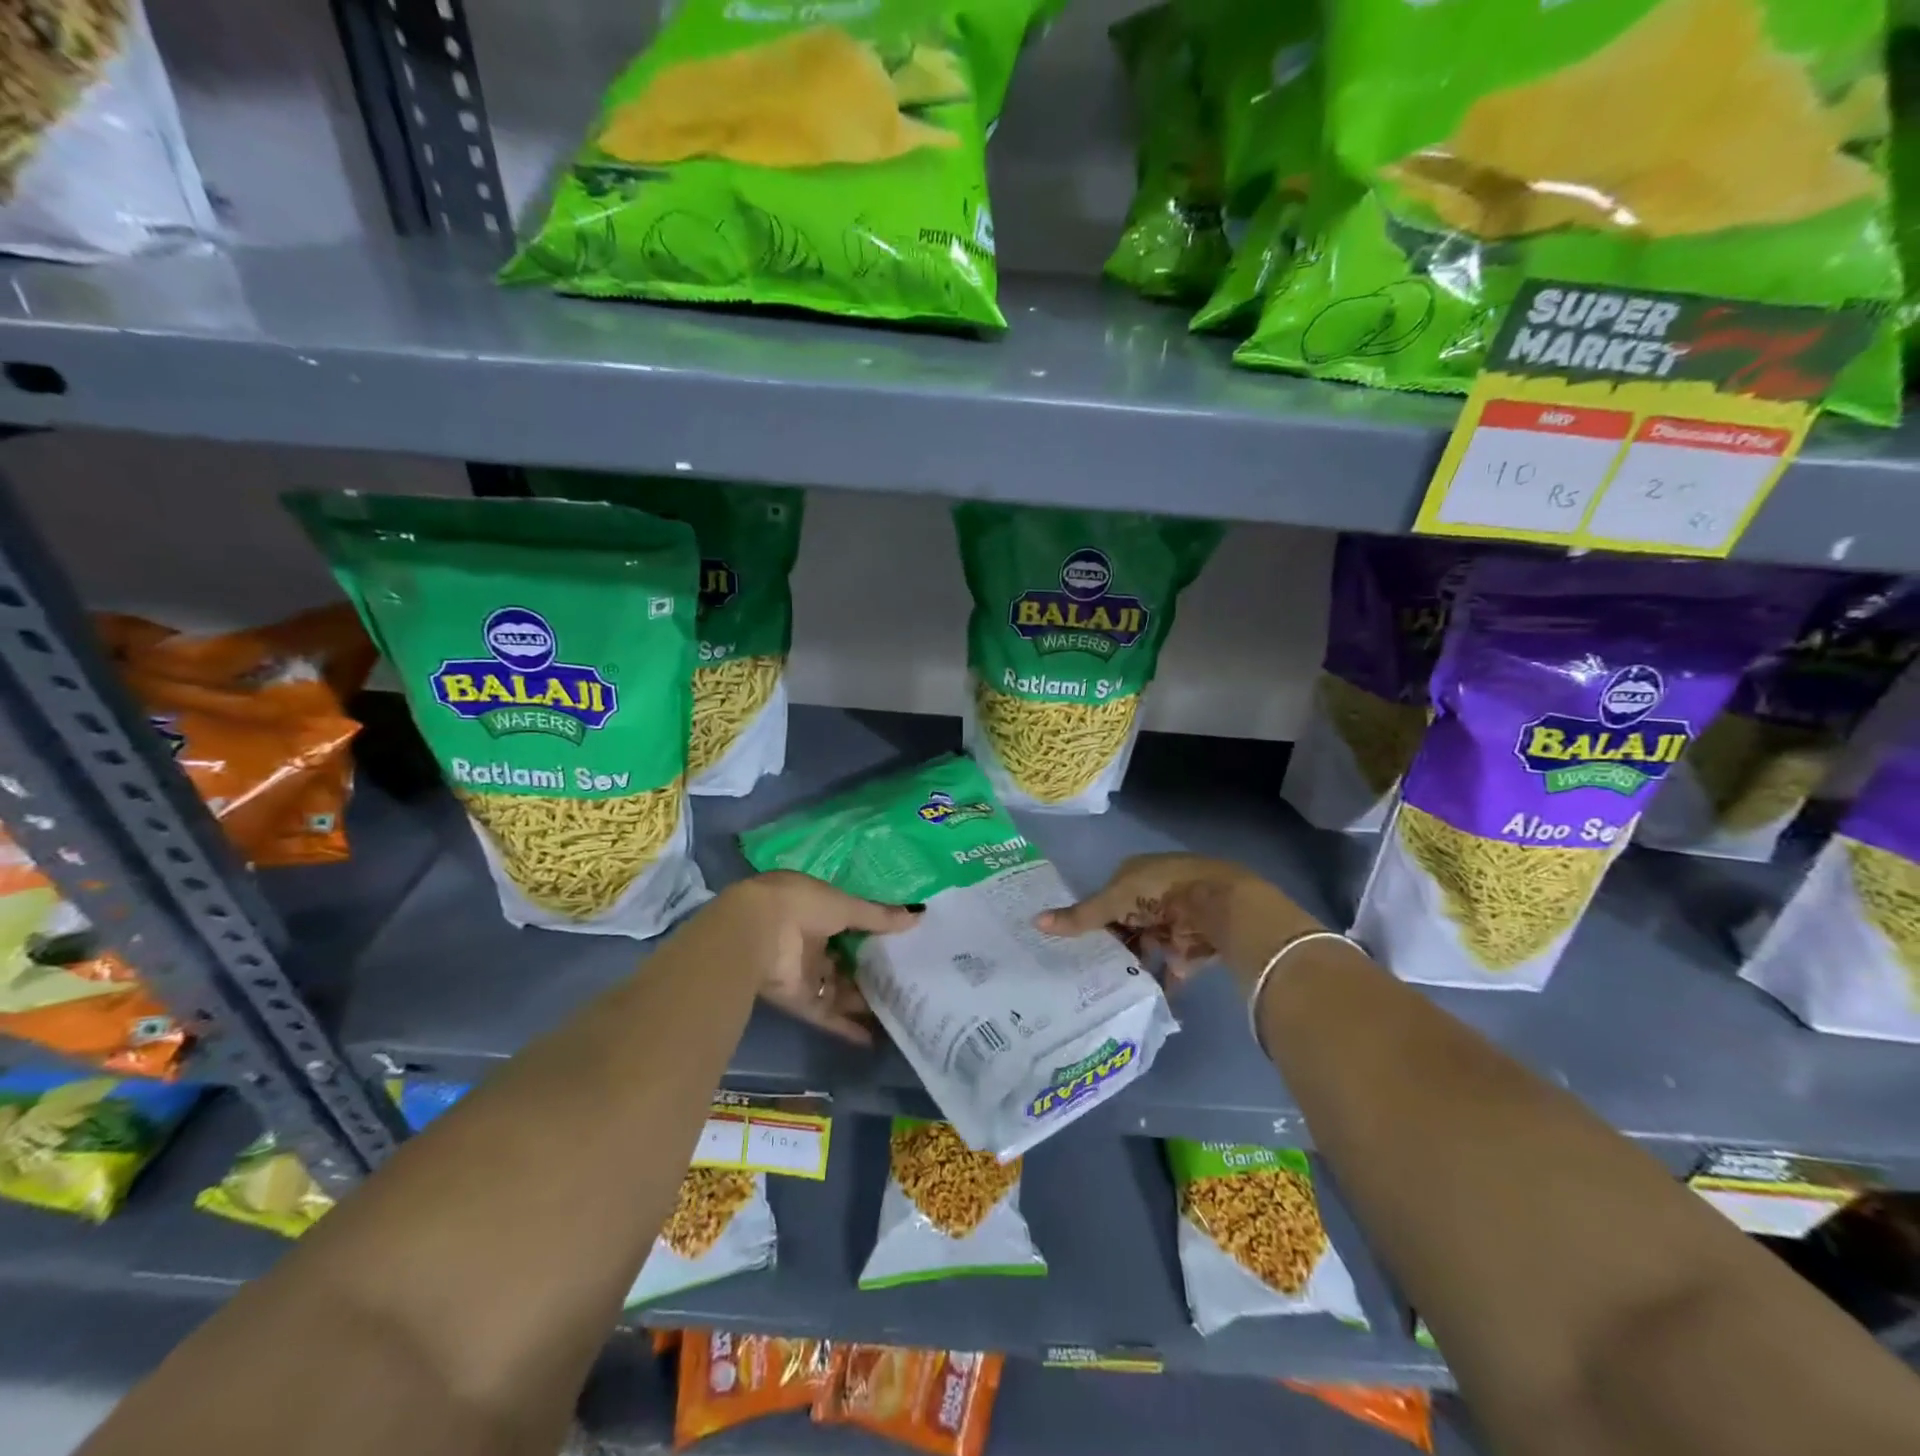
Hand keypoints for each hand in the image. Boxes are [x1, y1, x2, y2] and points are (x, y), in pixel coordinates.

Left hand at [732, 872, 921, 1044]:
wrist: (755, 934)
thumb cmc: (801, 906)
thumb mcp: (846, 906)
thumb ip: (880, 916)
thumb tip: (919, 915)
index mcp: (815, 907)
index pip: (848, 920)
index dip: (873, 930)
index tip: (902, 941)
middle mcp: (808, 938)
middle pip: (845, 957)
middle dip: (871, 968)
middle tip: (907, 979)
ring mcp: (801, 970)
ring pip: (838, 988)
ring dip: (863, 999)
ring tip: (900, 1009)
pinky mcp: (797, 1000)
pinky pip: (827, 1014)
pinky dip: (847, 1026)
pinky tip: (874, 1038)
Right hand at [1036, 854, 1308, 989]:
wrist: (1222, 905)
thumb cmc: (1162, 891)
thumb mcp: (1115, 901)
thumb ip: (1080, 917)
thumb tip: (1035, 922)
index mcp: (1134, 875)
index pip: (1105, 899)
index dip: (1090, 920)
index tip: (1070, 946)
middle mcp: (1154, 897)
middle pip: (1125, 926)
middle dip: (1110, 948)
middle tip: (1082, 974)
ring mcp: (1174, 923)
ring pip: (1145, 949)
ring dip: (1131, 967)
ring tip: (1104, 992)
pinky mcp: (1192, 949)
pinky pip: (1169, 970)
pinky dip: (1158, 985)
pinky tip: (1139, 1002)